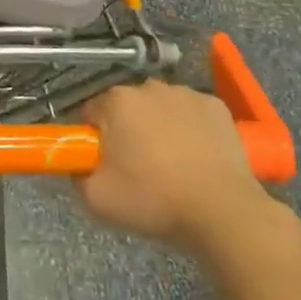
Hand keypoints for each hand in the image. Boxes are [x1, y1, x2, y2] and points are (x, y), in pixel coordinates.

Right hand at [78, 81, 271, 253]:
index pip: (91, 113)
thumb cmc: (155, 200)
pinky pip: (192, 113)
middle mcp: (148, 87)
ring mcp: (185, 93)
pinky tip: (198, 156)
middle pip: (127, 107)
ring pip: (160, 108)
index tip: (106, 164)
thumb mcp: (98, 199)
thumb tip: (79, 164)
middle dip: (127, 131)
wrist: (222, 212)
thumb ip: (77, 175)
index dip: (95, 139)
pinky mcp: (216, 105)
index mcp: (116, 102)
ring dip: (159, 127)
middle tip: (138, 168)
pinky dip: (191, 128)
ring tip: (172, 165)